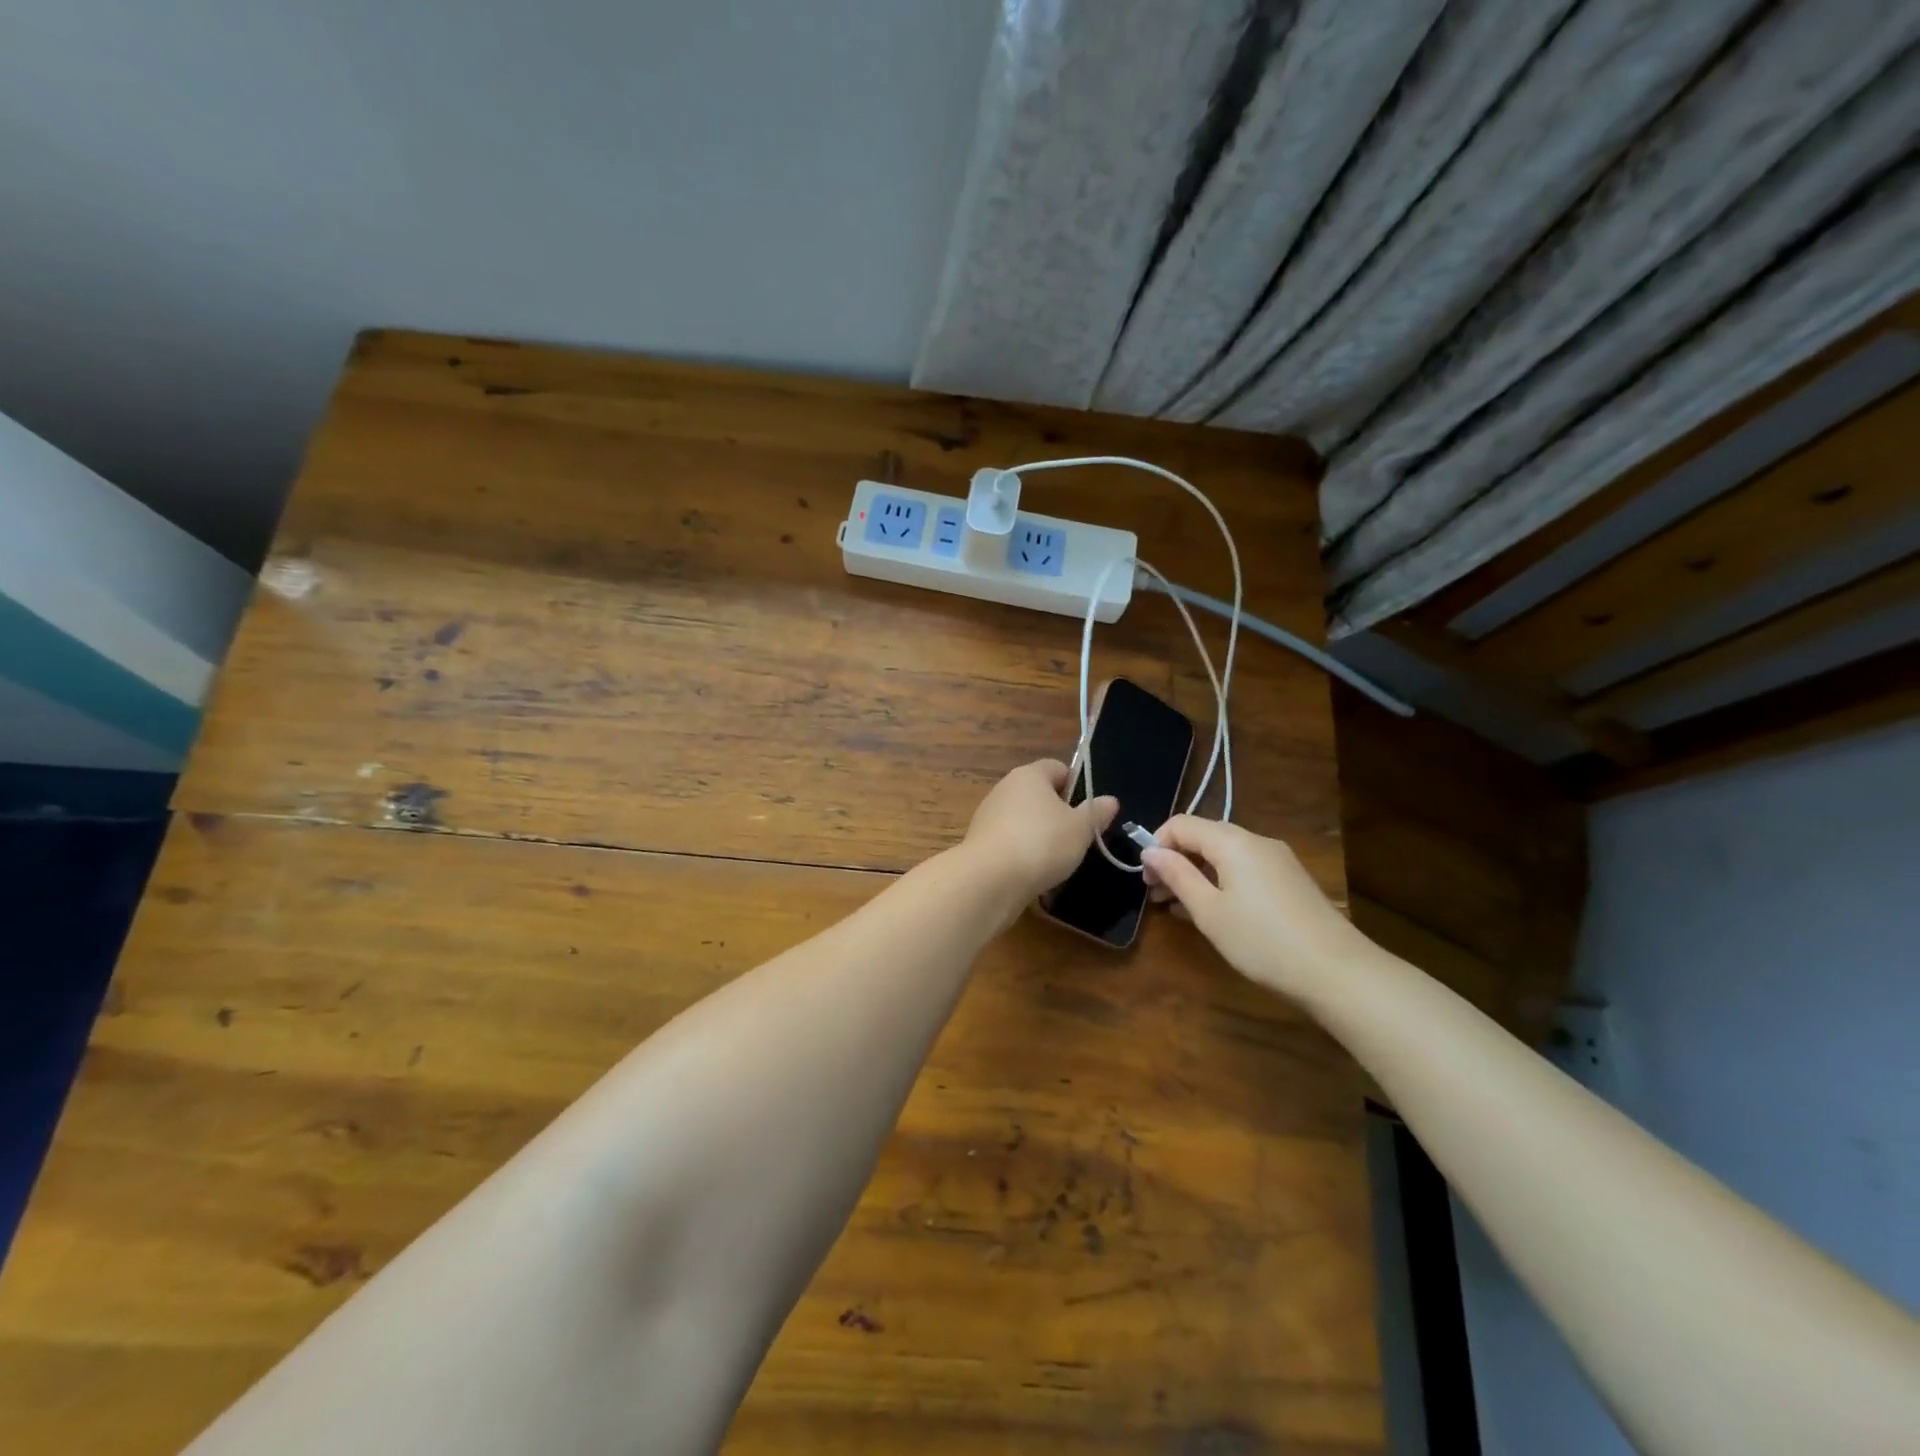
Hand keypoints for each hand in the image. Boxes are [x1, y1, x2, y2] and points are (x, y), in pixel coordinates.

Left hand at [960, 759, 1117, 905]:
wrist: (989, 880)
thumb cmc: (1041, 843)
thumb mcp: (1081, 829)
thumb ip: (1096, 813)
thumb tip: (1110, 800)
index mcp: (1029, 775)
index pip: (1057, 767)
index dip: (1076, 785)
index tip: (1089, 810)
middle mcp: (1005, 788)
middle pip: (1039, 794)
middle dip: (1059, 813)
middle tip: (1078, 836)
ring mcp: (988, 815)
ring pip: (1024, 819)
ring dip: (1040, 835)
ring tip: (1058, 859)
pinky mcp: (980, 843)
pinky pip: (1010, 841)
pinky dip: (1023, 853)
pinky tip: (1034, 873)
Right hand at [1141, 816, 1374, 999]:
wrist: (1336, 971)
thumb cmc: (1261, 940)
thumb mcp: (1209, 911)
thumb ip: (1177, 876)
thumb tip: (1150, 851)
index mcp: (1232, 842)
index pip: (1181, 824)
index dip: (1157, 844)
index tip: (1145, 878)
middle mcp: (1256, 841)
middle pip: (1203, 836)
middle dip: (1175, 860)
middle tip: (1155, 894)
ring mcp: (1277, 860)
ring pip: (1224, 855)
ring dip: (1196, 873)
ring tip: (1177, 906)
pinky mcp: (1289, 880)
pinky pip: (1244, 869)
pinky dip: (1220, 881)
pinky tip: (1212, 911)